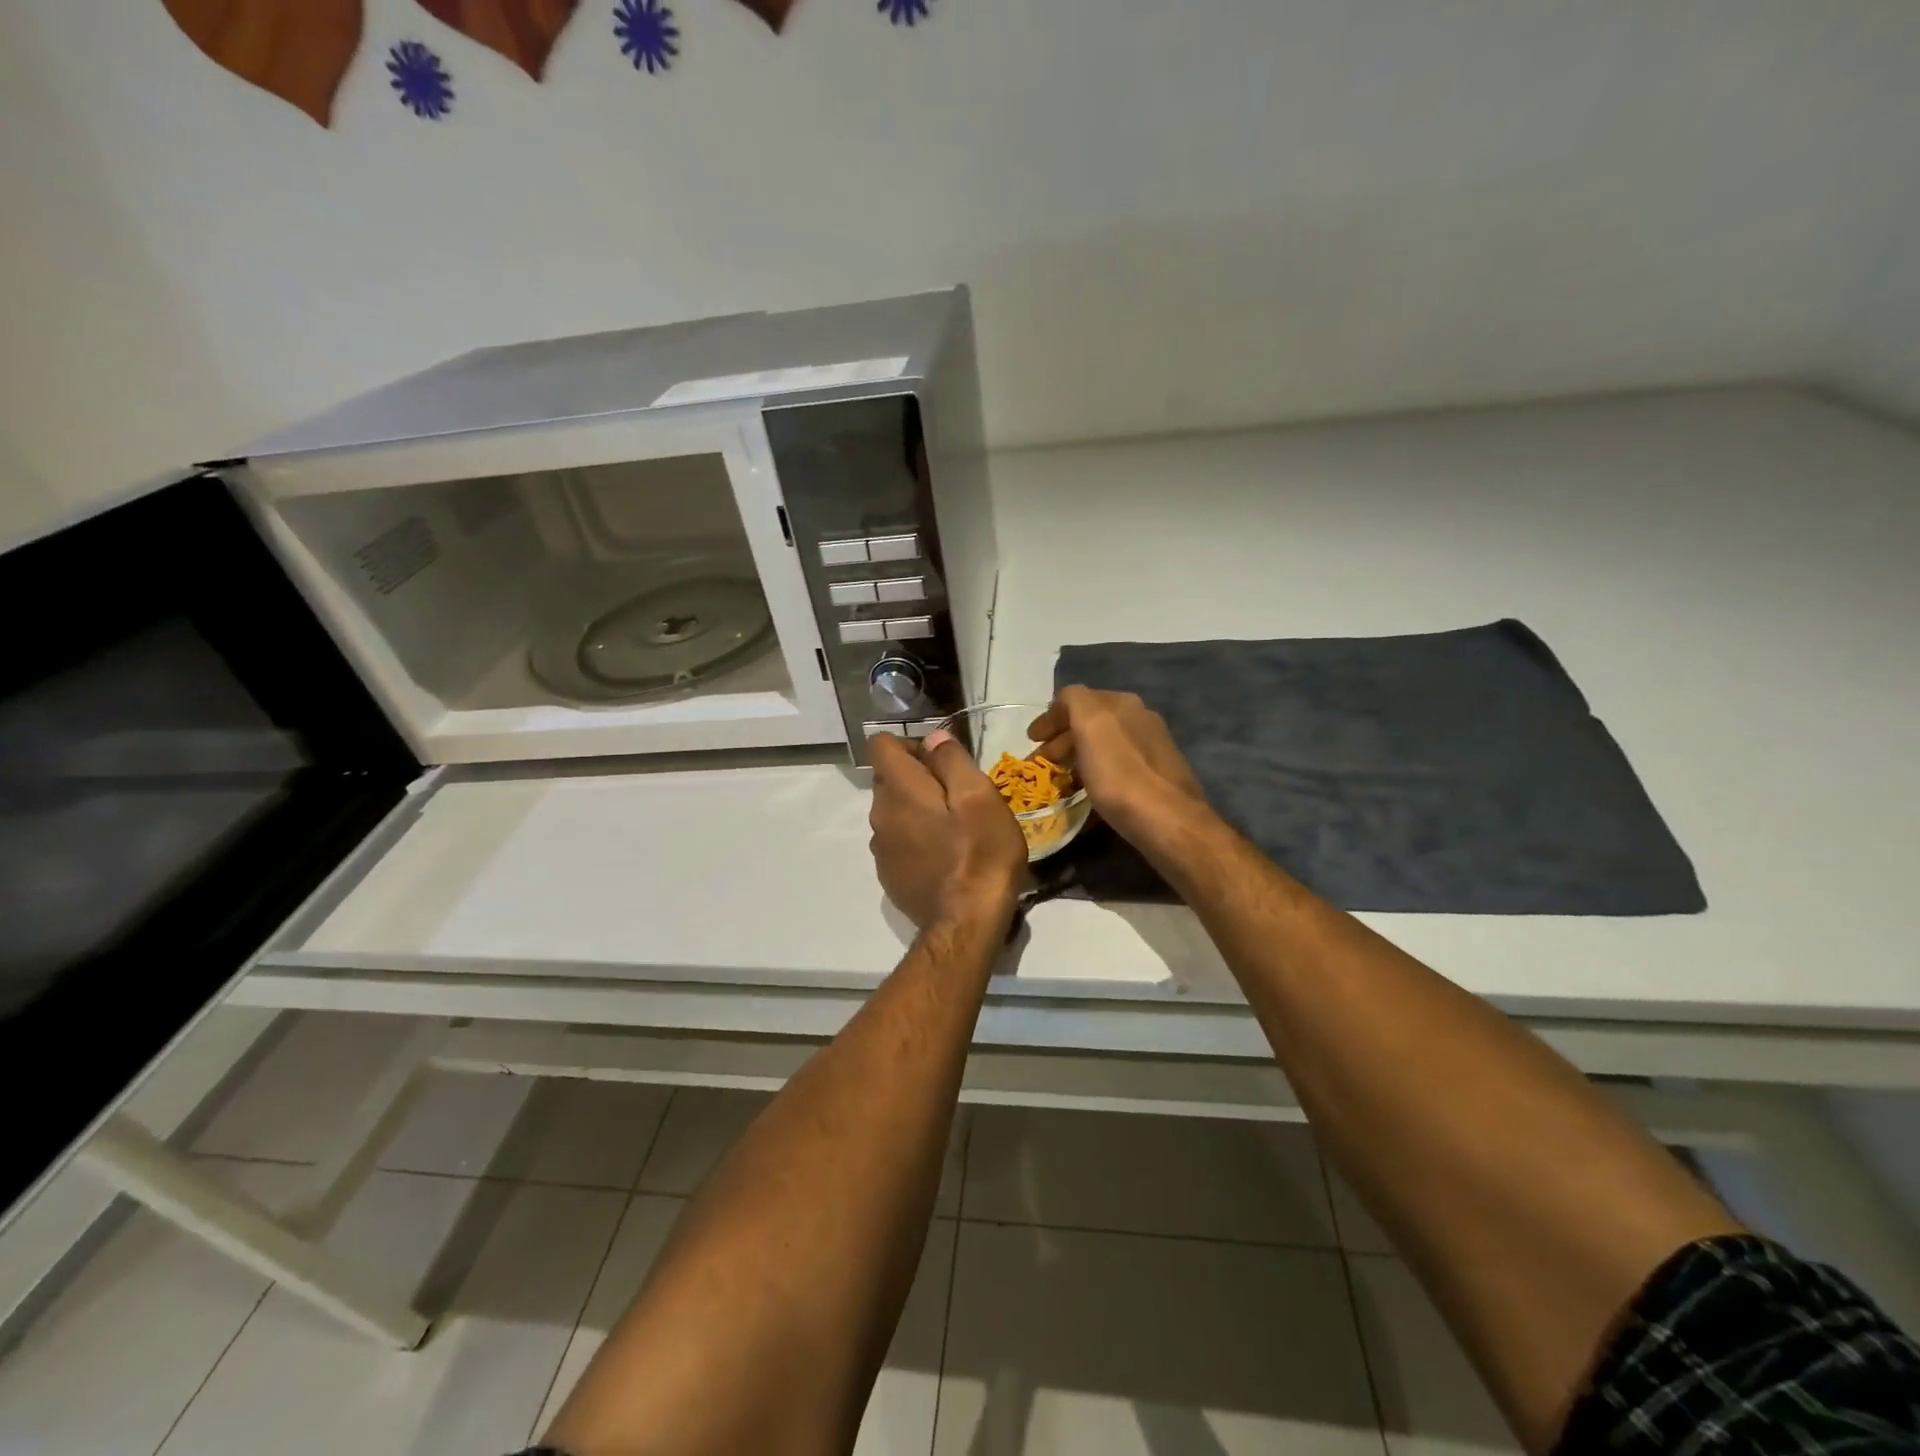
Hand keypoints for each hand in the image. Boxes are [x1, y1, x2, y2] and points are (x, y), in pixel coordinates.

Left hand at [868, 731, 1026, 931]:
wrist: (966, 923)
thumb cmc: (980, 853)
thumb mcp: (980, 796)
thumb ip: (952, 761)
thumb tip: (933, 738)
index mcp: (900, 790)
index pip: (881, 745)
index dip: (910, 744)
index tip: (941, 762)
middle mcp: (879, 815)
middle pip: (888, 778)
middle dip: (917, 778)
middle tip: (957, 797)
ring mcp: (880, 849)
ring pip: (892, 811)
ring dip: (916, 810)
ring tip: (954, 829)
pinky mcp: (889, 875)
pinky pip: (897, 841)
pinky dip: (915, 839)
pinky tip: (944, 857)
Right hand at [1028, 687, 1206, 841]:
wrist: (1167, 821)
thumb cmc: (1120, 774)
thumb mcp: (1090, 724)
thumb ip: (1073, 701)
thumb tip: (1064, 703)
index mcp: (1124, 703)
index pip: (1076, 699)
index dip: (1050, 718)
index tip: (1031, 741)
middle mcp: (1142, 719)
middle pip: (1091, 723)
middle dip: (1062, 740)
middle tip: (1041, 763)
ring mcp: (1153, 749)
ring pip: (1103, 746)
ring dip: (1078, 758)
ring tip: (1060, 781)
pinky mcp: (1158, 778)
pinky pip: (1117, 768)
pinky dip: (1096, 774)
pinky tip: (1089, 793)